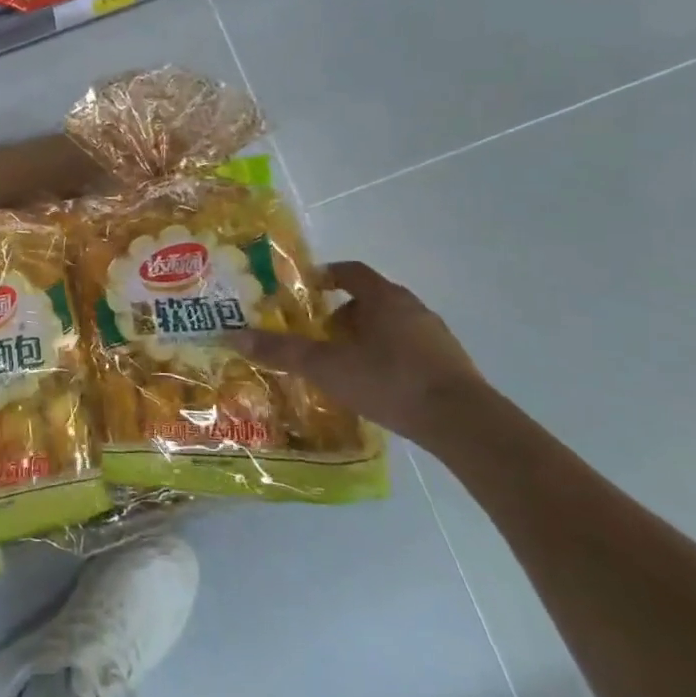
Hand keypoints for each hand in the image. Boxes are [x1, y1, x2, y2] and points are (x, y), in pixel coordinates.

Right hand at [226, 261, 493, 449]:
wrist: (464, 424)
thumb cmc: (390, 381)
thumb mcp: (326, 367)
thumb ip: (281, 351)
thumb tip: (231, 335)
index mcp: (384, 297)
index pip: (350, 272)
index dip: (325, 276)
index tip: (305, 292)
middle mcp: (412, 308)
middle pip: (369, 300)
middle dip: (340, 315)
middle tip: (317, 336)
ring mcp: (436, 337)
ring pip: (390, 327)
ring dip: (365, 338)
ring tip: (342, 365)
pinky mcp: (450, 365)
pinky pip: (409, 351)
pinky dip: (387, 359)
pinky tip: (374, 386)